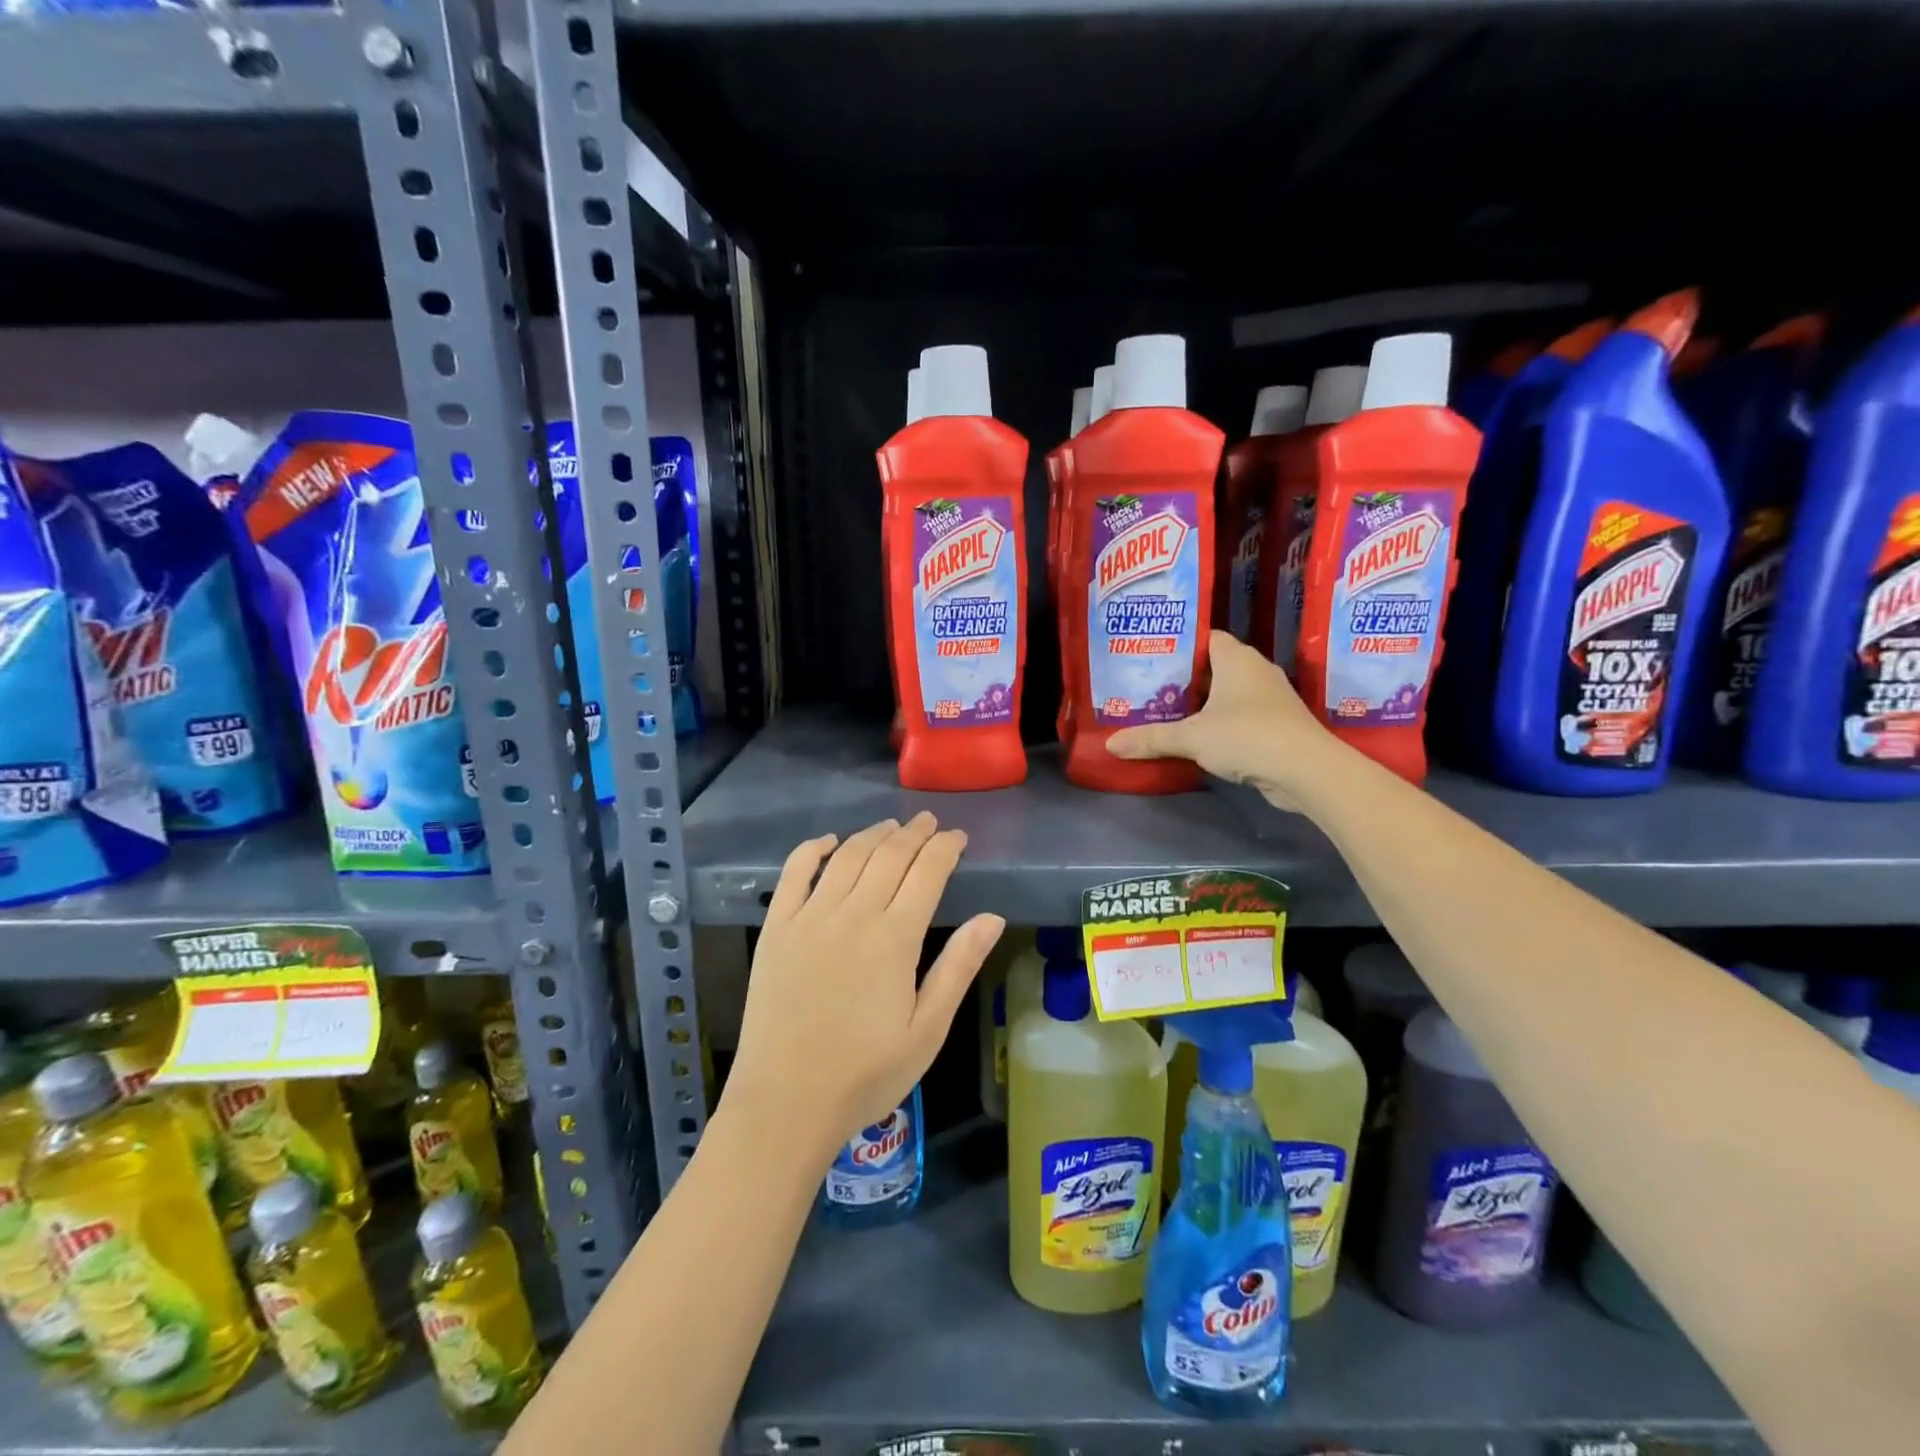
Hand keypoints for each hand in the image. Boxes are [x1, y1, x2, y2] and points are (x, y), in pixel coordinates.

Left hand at [724, 813, 1003, 1165]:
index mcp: (895, 939)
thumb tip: (992, 917)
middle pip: (889, 855)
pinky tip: (829, 841)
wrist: (784, 1103)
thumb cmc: (865, 1074)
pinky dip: (812, 849)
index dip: (945, 848)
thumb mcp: (927, 1030)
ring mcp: (809, 917)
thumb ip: (958, 967)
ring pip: (847, 857)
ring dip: (873, 835)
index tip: (958, 837)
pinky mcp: (776, 928)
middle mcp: (853, 915)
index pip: (927, 872)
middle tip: (929, 823)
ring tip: (892, 826)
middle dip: (914, 833)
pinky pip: (794, 873)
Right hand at [1107, 630, 1344, 811]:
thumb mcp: (1191, 737)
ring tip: (1166, 711)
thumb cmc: (1246, 736)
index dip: (1181, 644)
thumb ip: (1151, 738)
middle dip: (1185, 677)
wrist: (1305, 770)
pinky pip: (1240, 715)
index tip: (1152, 656)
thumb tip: (1110, 744)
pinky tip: (1198, 737)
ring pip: (1228, 692)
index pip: (1207, 637)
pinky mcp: (1277, 724)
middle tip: (1150, 687)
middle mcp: (1256, 670)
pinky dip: (1220, 722)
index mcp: (1236, 658)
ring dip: (1203, 702)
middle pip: (1214, 666)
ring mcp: (1270, 698)